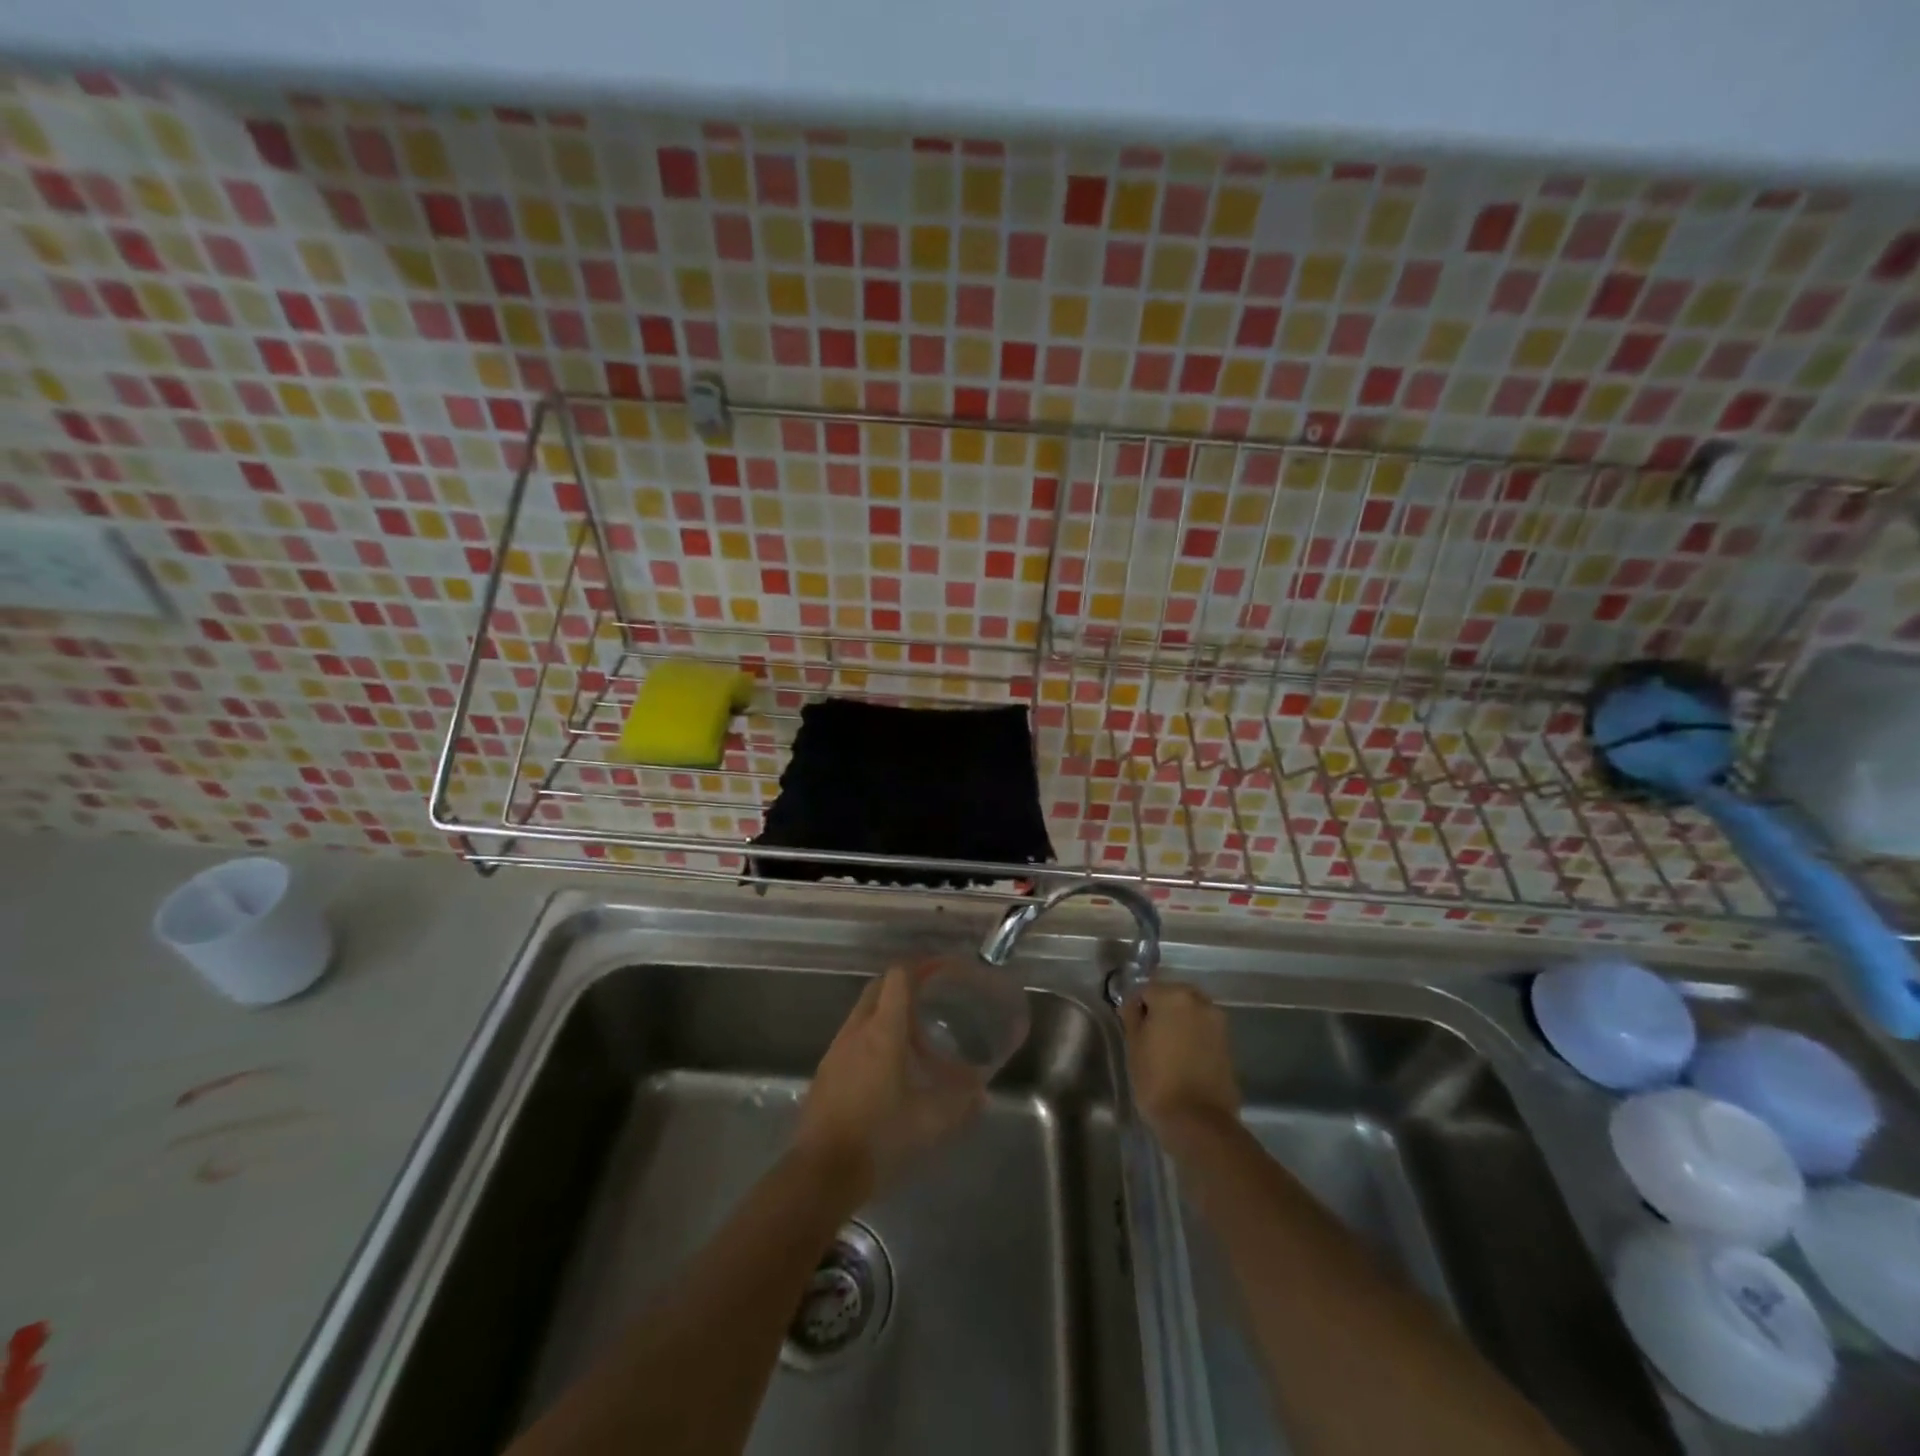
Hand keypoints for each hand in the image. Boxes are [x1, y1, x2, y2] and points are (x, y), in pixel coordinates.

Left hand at [796, 966, 983, 1202]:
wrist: (821, 1172)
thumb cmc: (880, 1138)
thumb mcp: (930, 1123)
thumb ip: (960, 1104)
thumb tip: (983, 1094)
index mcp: (883, 1031)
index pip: (897, 978)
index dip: (918, 968)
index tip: (938, 972)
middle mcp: (857, 1030)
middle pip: (877, 988)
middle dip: (901, 985)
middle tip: (928, 999)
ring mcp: (836, 1049)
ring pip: (862, 1013)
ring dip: (884, 1012)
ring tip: (910, 1034)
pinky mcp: (825, 1071)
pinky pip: (851, 1037)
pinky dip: (869, 1036)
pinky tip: (884, 1066)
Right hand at [1122, 981, 1241, 1144]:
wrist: (1197, 1121)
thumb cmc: (1157, 1079)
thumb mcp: (1133, 1045)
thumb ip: (1132, 1015)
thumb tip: (1132, 1004)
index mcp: (1173, 996)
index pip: (1146, 990)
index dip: (1135, 1007)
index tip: (1130, 1027)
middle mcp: (1200, 1001)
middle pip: (1172, 996)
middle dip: (1160, 1010)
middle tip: (1148, 1036)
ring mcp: (1218, 1022)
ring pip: (1190, 1012)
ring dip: (1178, 1022)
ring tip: (1166, 1048)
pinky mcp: (1229, 1044)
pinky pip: (1204, 1030)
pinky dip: (1193, 1036)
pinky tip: (1183, 1057)